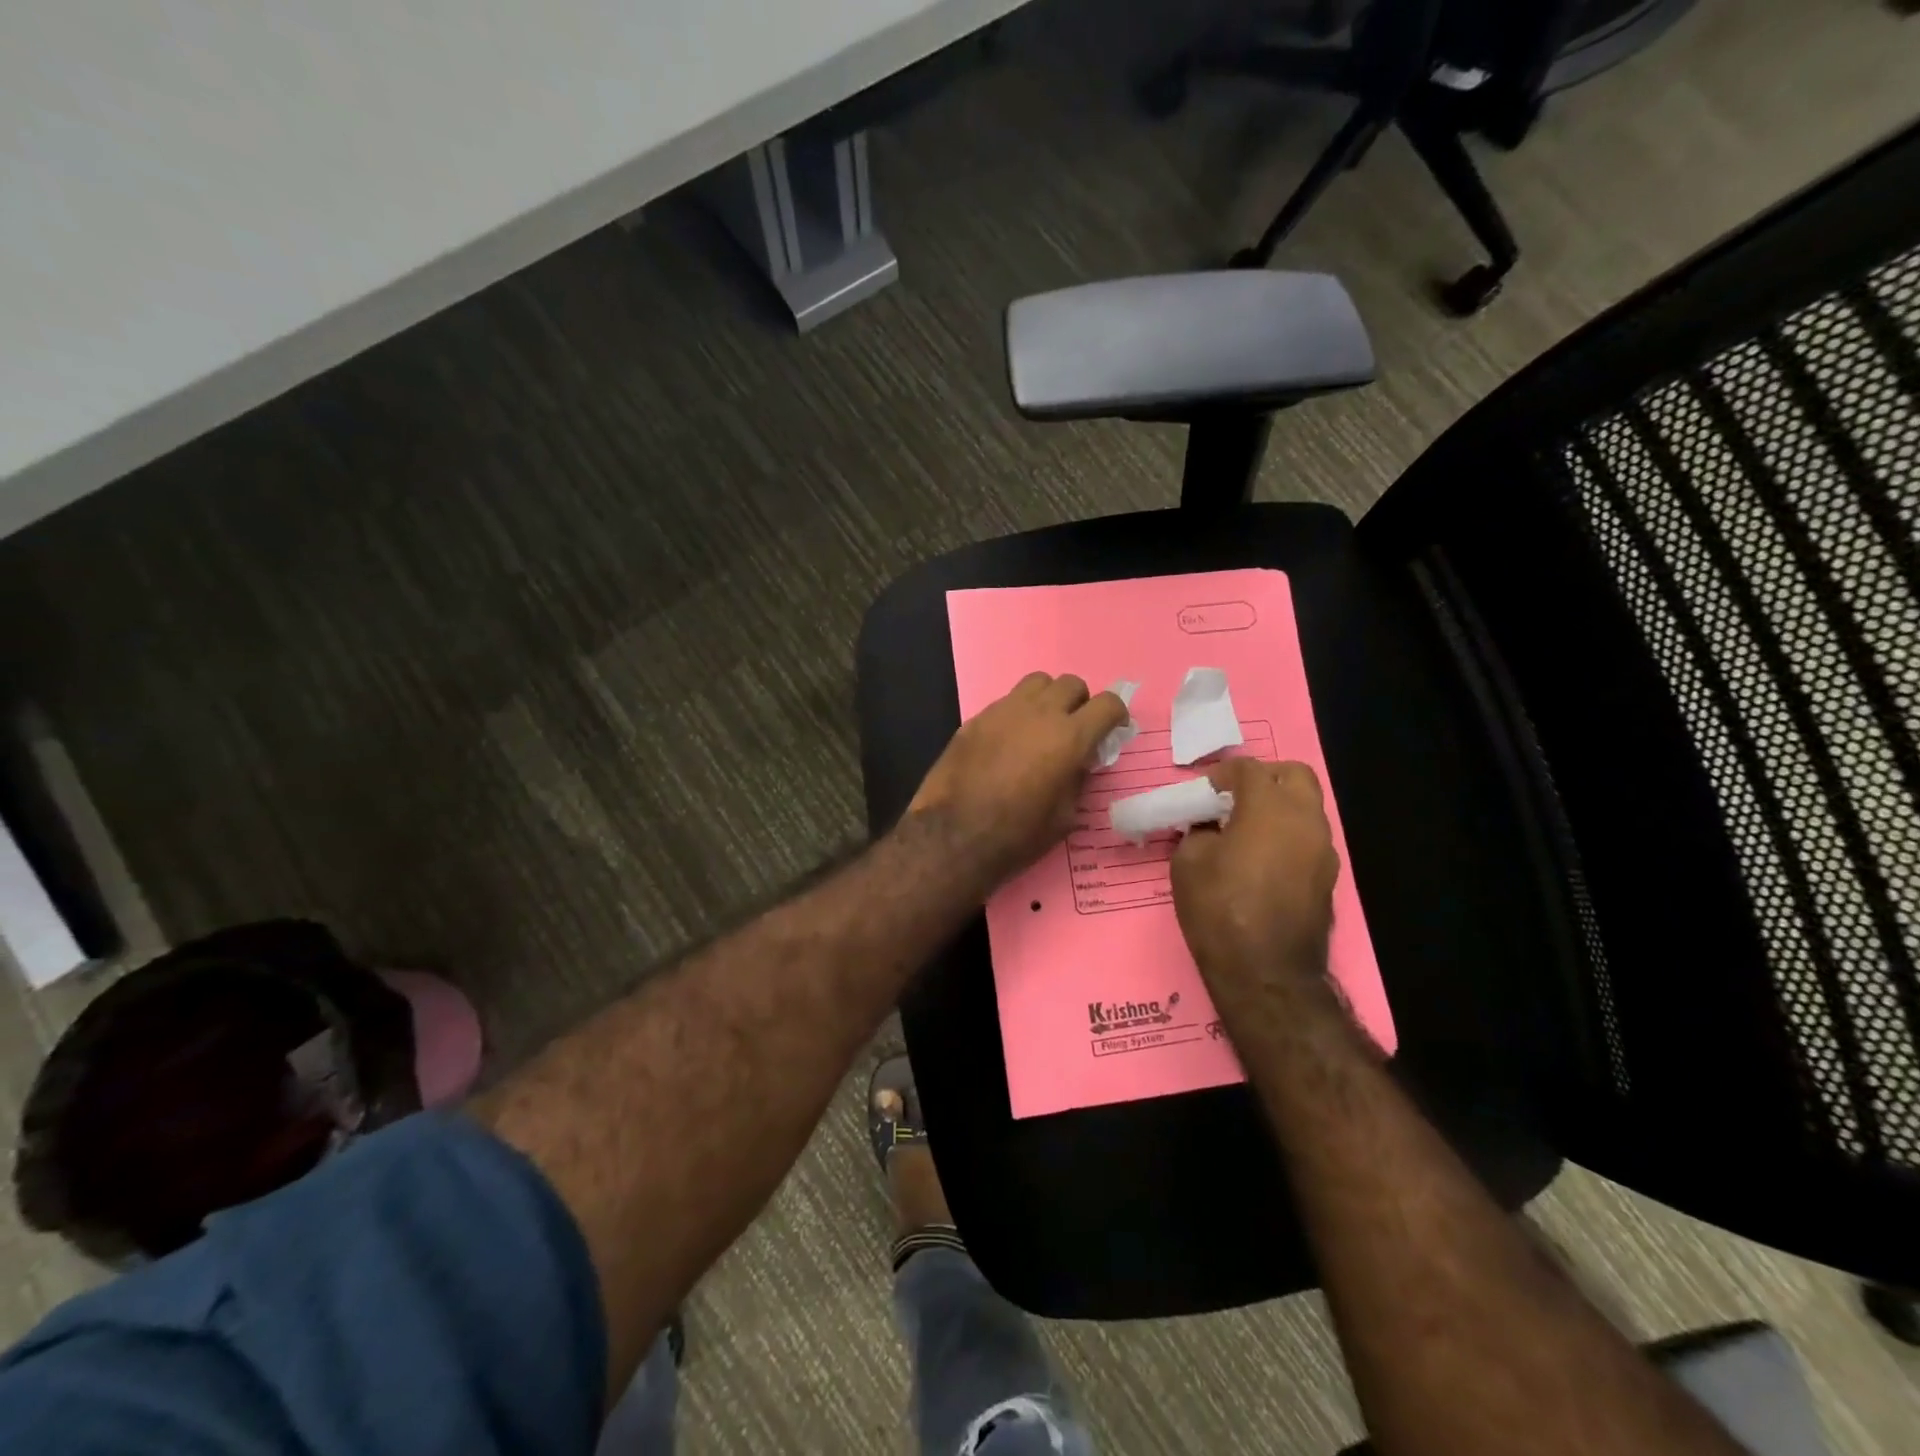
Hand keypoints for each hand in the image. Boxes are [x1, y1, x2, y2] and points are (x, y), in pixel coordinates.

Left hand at [907, 673, 1128, 888]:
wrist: (952, 835)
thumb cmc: (1016, 835)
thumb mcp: (1064, 817)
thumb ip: (1078, 779)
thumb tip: (1079, 762)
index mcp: (1069, 737)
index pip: (1107, 703)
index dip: (1116, 715)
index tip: (1112, 730)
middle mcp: (1039, 713)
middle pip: (1072, 684)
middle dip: (1081, 703)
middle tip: (1075, 730)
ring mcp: (1004, 710)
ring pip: (1037, 683)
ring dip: (1048, 699)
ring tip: (1042, 726)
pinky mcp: (976, 718)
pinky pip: (1007, 701)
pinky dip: (1018, 713)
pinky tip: (1010, 740)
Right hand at [1170, 758, 1338, 1001]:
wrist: (1266, 974)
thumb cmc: (1219, 910)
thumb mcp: (1188, 863)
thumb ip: (1199, 832)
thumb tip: (1209, 829)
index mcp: (1270, 808)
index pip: (1250, 769)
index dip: (1223, 774)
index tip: (1204, 792)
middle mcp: (1305, 821)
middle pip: (1294, 776)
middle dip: (1264, 778)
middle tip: (1234, 798)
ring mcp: (1323, 850)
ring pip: (1306, 808)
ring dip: (1278, 808)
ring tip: (1245, 832)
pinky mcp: (1328, 878)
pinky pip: (1308, 839)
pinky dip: (1286, 836)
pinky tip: (1260, 860)